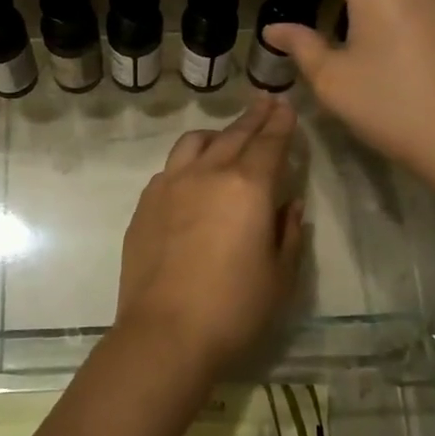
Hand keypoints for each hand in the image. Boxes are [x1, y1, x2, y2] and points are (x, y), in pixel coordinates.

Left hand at [116, 96, 305, 376]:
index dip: (281, 123)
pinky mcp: (145, 204)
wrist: (165, 333)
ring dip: (217, 134)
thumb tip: (289, 204)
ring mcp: (170, 185)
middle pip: (234, 135)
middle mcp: (207, 173)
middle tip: (265, 102)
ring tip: (226, 136)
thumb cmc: (234, 309)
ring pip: (195, 143)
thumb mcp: (281, 276)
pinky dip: (188, 161)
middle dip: (254, 117)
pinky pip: (170, 168)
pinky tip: (192, 175)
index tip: (286, 106)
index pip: (269, 143)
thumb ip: (289, 232)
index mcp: (247, 186)